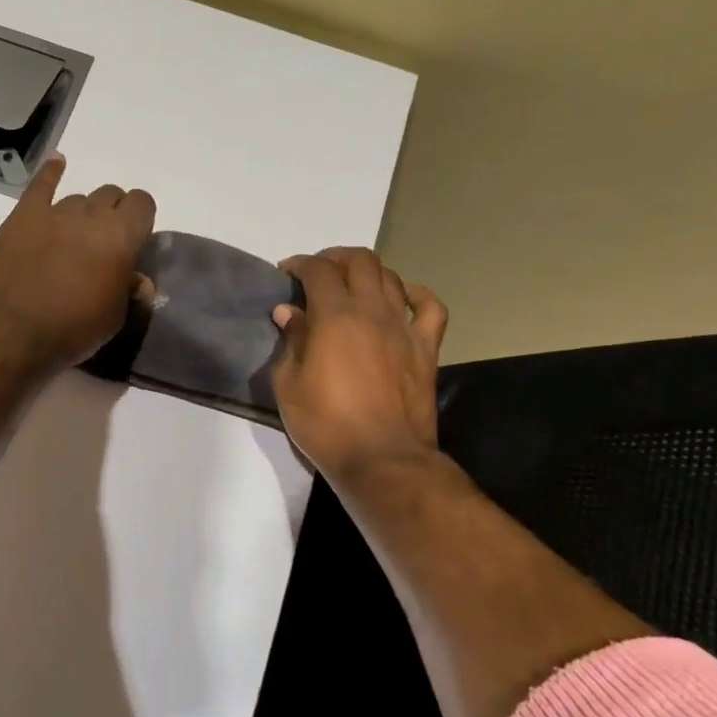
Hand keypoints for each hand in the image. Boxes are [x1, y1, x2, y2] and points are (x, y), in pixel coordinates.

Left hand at [0, 155, 155, 366]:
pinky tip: (57, 162)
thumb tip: (137, 280)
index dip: (140, 218)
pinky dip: (51, 172)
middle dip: (112, 213)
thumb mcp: (115, 318)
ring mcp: (55, 211)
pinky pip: (40, 185)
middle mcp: (92, 214)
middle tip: (102, 243)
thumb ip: (130, 291)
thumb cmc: (73, 328)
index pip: (143, 203)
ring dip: (81, 213)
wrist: (14, 329)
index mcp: (122, 235)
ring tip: (72, 238)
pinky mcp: (24, 216)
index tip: (134, 240)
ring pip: (78, 198)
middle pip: (111, 194)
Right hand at [271, 248, 448, 485]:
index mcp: (335, 316)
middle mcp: (372, 311)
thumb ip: (290, 341)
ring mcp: (404, 327)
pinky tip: (402, 298)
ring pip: (391, 277)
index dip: (299, 264)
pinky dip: (415, 294)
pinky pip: (430, 307)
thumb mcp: (288, 384)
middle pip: (360, 261)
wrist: (382, 459)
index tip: (286, 272)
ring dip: (368, 273)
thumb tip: (289, 312)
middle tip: (318, 273)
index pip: (318, 270)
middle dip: (335, 258)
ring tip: (351, 285)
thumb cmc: (326, 424)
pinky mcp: (426, 348)